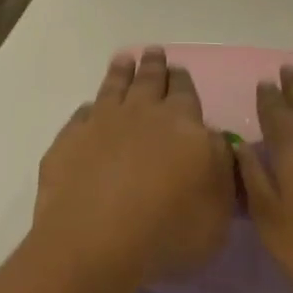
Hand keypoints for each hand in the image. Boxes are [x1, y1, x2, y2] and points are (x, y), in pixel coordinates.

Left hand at [34, 48, 234, 288]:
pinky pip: (83, 114)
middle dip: (154, 65)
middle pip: (150, 80)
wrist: (94, 240)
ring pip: (115, 86)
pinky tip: (90, 108)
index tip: (179, 69)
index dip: (182, 80)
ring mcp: (102, 122)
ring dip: (121, 72)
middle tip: (154, 52)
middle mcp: (142, 113)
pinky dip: (89, 108)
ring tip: (124, 59)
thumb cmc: (167, 231)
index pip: (185, 93)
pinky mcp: (70, 139)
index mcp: (182, 124)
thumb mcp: (217, 210)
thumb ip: (222, 169)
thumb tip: (216, 140)